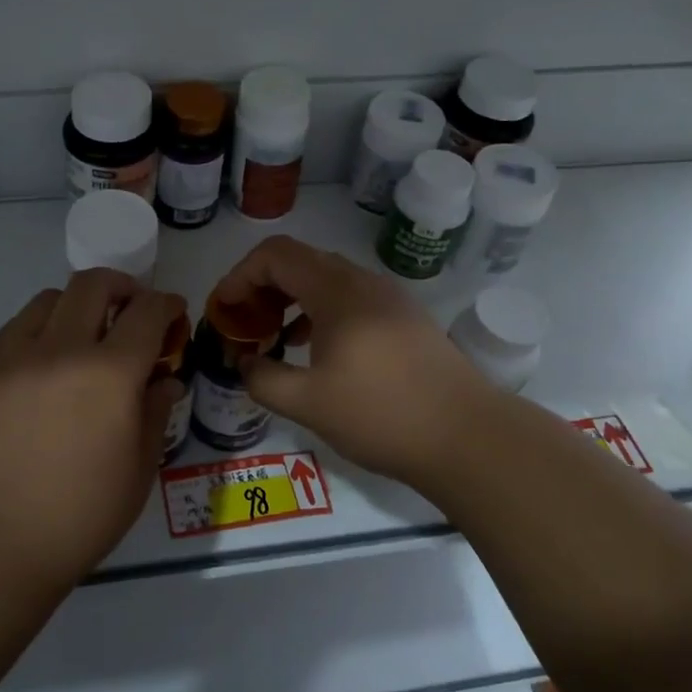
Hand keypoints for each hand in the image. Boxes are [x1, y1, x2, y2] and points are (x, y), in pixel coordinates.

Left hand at [0, 270, 185, 587]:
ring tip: (84, 334)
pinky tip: (44, 358)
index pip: (147, 313)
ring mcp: (17, 356)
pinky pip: (16, 327)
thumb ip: (155, 414)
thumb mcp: (138, 471)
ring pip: (50, 298)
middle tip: (132, 310)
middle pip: (94, 284)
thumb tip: (164, 381)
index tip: (173, 311)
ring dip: (78, 304)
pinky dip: (40, 327)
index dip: (167, 304)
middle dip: (123, 286)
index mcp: (110, 374)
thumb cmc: (78, 516)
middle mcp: (63, 349)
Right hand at [211, 236, 497, 491]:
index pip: (275, 254)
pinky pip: (349, 298)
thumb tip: (245, 364)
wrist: (467, 436)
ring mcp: (388, 298)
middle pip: (299, 261)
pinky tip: (315, 349)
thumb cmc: (382, 415)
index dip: (240, 275)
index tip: (224, 310)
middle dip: (262, 286)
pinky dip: (319, 311)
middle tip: (244, 323)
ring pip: (326, 279)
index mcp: (337, 292)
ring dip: (291, 298)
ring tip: (274, 336)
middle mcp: (362, 282)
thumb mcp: (309, 404)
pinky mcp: (404, 318)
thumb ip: (264, 379)